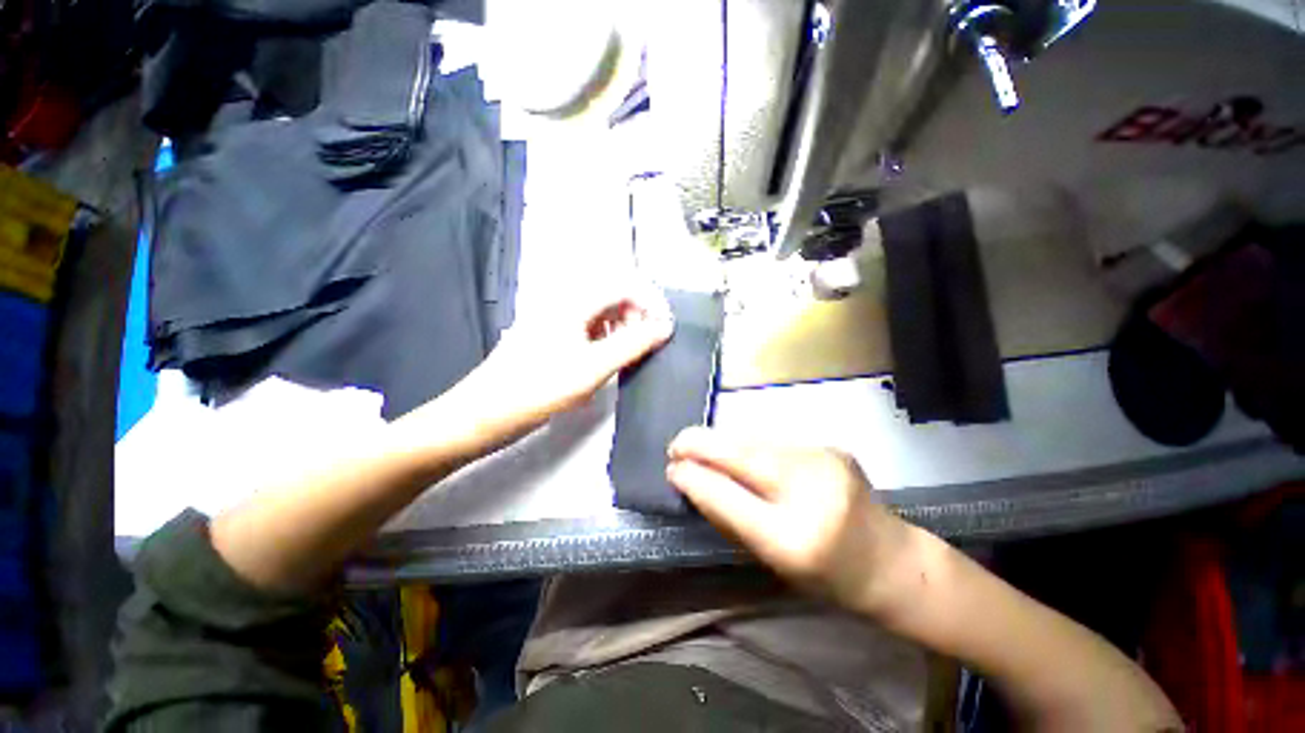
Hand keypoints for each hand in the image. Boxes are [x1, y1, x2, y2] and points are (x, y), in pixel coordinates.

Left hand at [420, 283, 673, 454]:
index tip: (663, 331)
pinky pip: (585, 331)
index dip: (649, 304)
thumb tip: (666, 326)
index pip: (623, 287)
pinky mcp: (548, 340)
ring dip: (620, 331)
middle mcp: (564, 305)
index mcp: (574, 303)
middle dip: (635, 318)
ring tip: (627, 357)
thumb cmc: (539, 388)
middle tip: (646, 347)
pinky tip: (603, 363)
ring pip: (599, 316)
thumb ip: (632, 344)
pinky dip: (603, 342)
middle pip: (611, 298)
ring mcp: (554, 323)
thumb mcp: (593, 367)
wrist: (481, 416)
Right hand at [666, 427, 908, 613]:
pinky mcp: (830, 446)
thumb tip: (694, 482)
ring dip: (723, 441)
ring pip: (755, 440)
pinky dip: (749, 444)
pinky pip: (774, 440)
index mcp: (794, 540)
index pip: (729, 499)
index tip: (671, 468)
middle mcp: (810, 492)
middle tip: (675, 444)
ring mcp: (824, 461)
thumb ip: (731, 520)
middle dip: (701, 444)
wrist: (892, 562)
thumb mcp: (773, 562)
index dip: (695, 479)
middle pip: (742, 455)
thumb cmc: (827, 578)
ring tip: (700, 445)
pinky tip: (739, 450)